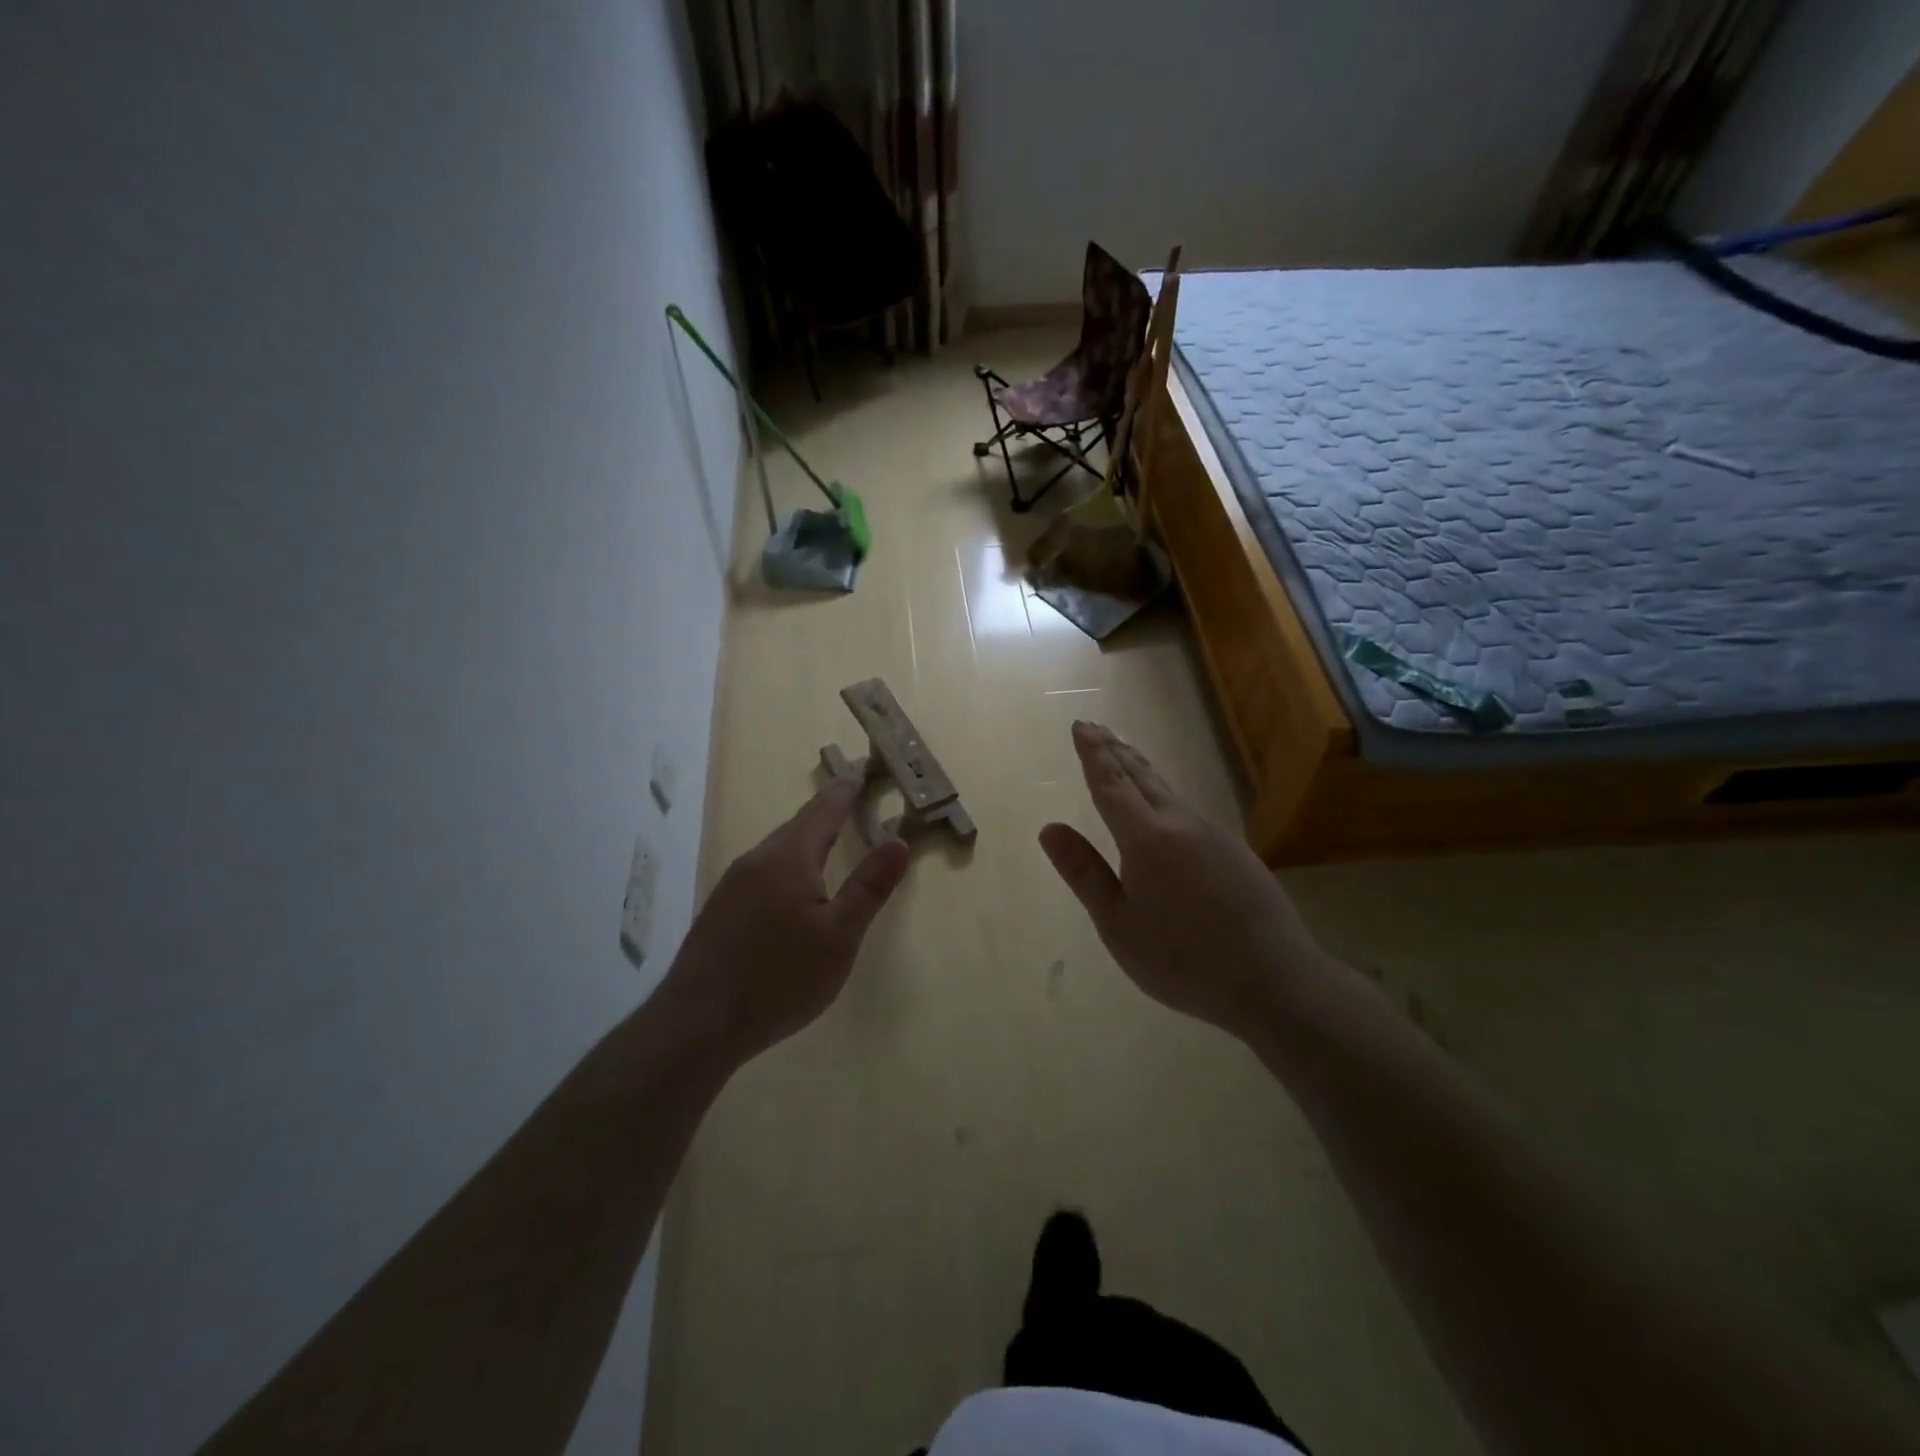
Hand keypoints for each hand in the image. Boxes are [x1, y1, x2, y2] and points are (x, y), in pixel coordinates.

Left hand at [660, 777, 909, 1066]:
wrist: (697, 1024)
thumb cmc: (779, 978)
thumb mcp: (839, 936)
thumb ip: (870, 887)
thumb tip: (898, 841)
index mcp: (788, 858)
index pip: (822, 810)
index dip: (844, 791)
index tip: (858, 772)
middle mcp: (756, 861)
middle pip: (797, 827)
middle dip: (825, 812)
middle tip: (849, 800)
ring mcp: (732, 886)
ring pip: (777, 851)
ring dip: (805, 840)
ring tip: (827, 840)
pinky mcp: (719, 911)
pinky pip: (761, 873)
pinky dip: (786, 866)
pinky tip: (790, 889)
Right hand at [1040, 721, 1328, 1043]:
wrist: (1274, 980)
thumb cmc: (1182, 959)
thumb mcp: (1118, 924)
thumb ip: (1084, 873)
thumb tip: (1050, 828)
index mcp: (1146, 838)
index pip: (1111, 783)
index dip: (1093, 753)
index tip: (1081, 725)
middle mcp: (1181, 823)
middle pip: (1143, 776)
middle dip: (1115, 750)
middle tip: (1096, 728)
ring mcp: (1214, 834)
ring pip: (1169, 790)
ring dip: (1141, 768)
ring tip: (1125, 754)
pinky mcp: (1235, 850)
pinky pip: (1188, 808)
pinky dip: (1165, 792)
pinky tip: (1166, 804)